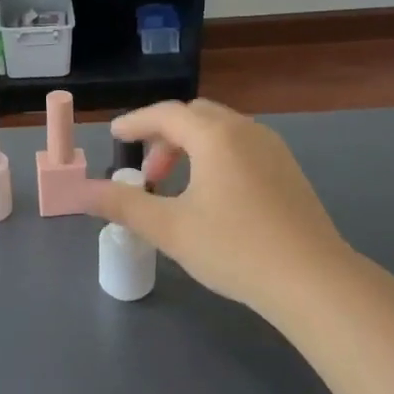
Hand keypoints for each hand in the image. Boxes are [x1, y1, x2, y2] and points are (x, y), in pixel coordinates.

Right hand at [83, 99, 351, 316]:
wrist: (313, 280)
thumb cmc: (235, 248)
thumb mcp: (169, 228)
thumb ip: (123, 205)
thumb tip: (81, 193)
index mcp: (215, 136)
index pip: (166, 114)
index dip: (135, 123)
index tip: (114, 137)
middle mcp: (246, 131)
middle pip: (195, 116)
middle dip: (163, 136)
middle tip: (147, 172)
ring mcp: (272, 149)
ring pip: (221, 131)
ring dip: (190, 147)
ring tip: (175, 187)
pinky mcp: (288, 171)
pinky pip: (241, 147)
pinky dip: (215, 157)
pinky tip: (212, 197)